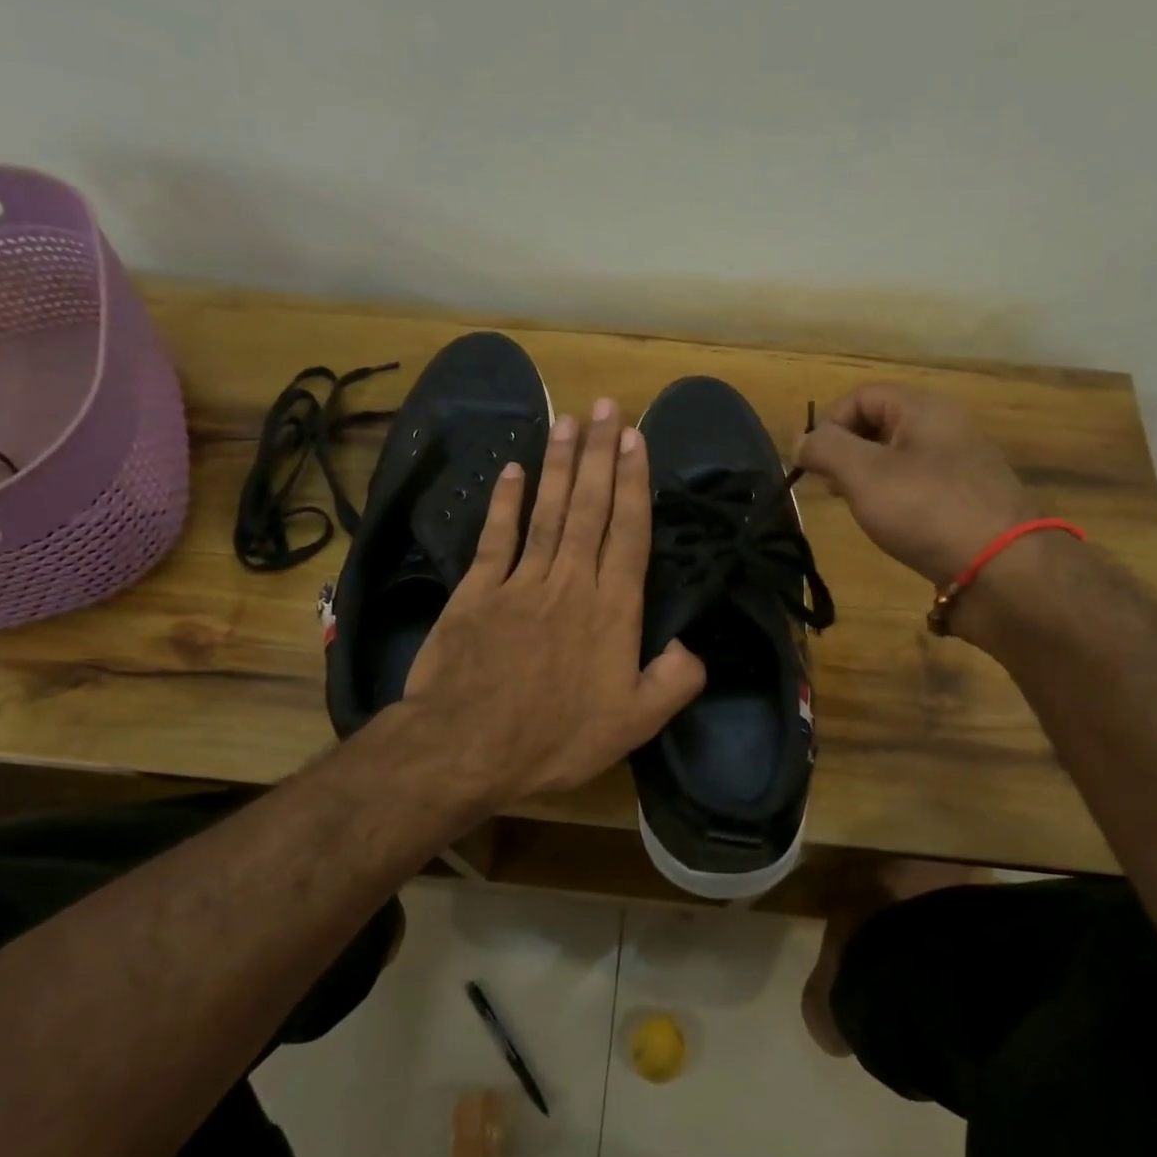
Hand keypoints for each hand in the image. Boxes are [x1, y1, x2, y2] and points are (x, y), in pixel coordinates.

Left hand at [395, 399, 705, 813]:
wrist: (465, 747)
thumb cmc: (555, 739)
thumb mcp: (634, 725)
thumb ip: (674, 682)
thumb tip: (691, 645)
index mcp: (611, 610)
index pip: (628, 533)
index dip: (634, 483)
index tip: (636, 439)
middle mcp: (570, 582)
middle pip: (590, 508)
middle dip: (601, 454)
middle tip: (607, 408)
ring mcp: (520, 582)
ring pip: (547, 511)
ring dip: (560, 465)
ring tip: (569, 421)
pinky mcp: (477, 591)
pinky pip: (495, 537)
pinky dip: (504, 502)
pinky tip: (513, 470)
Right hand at [796, 384, 1035, 585]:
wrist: (1001, 569)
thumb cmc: (926, 510)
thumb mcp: (864, 474)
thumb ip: (826, 449)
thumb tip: (802, 441)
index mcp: (924, 409)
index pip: (862, 396)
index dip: (829, 423)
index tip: (811, 463)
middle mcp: (946, 428)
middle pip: (880, 424)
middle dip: (845, 451)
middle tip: (830, 486)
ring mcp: (961, 466)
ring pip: (898, 457)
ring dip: (866, 477)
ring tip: (855, 507)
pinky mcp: (966, 501)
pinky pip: (918, 486)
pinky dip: (893, 498)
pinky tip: (889, 524)